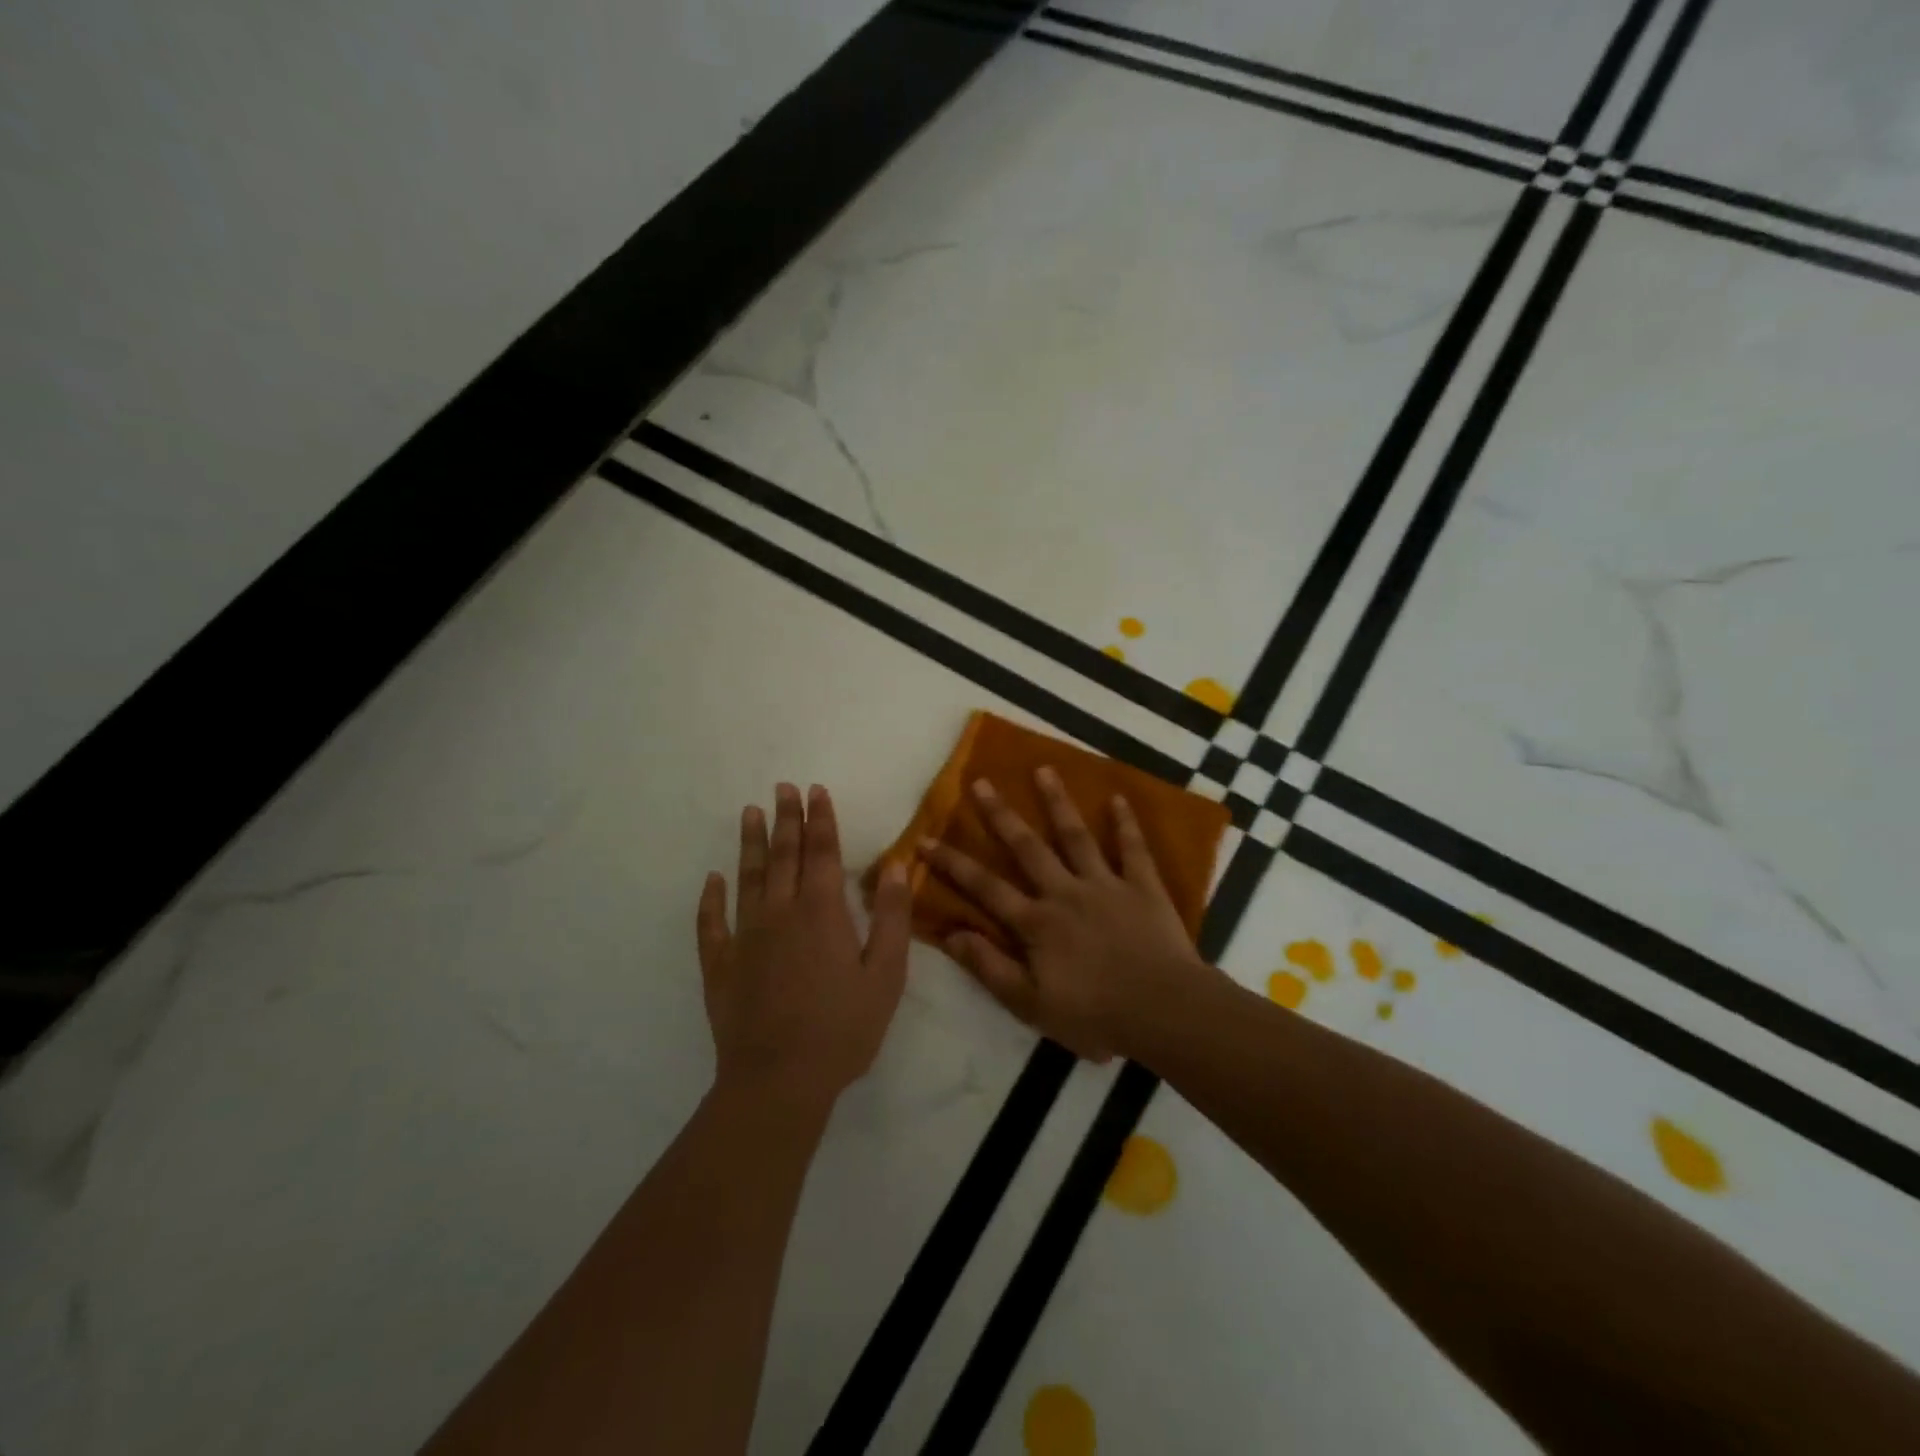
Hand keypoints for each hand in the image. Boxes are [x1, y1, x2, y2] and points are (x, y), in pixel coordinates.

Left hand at [697, 783, 910, 1107]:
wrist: (779, 1080)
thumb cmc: (842, 1028)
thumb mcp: (886, 975)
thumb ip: (892, 917)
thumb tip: (895, 867)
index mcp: (821, 911)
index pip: (821, 852)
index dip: (820, 818)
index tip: (815, 790)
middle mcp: (780, 912)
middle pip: (784, 855)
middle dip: (786, 818)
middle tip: (781, 787)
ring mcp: (745, 937)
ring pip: (748, 878)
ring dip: (750, 844)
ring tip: (749, 813)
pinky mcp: (721, 965)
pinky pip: (712, 923)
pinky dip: (711, 899)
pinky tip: (712, 881)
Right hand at [919, 769, 1217, 1061]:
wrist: (1165, 1013)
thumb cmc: (1095, 1015)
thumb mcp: (1030, 1004)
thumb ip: (989, 967)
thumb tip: (949, 934)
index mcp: (1036, 922)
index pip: (984, 887)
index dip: (951, 864)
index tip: (924, 839)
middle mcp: (1065, 892)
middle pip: (1027, 847)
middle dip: (1001, 815)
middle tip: (982, 782)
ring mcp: (1106, 885)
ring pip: (1076, 837)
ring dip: (1058, 802)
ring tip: (1043, 769)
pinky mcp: (1143, 887)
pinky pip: (1133, 849)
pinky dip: (1126, 824)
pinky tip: (1118, 798)